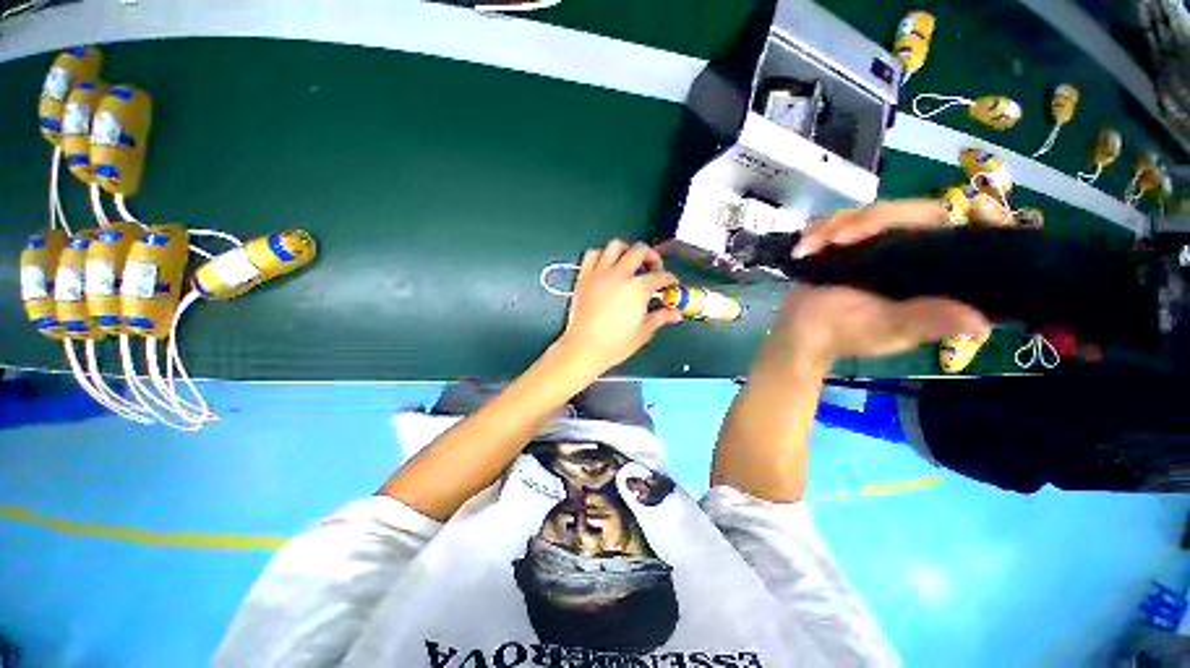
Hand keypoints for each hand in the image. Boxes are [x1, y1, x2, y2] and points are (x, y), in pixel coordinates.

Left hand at [557, 240, 680, 373]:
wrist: (583, 348)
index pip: (660, 276)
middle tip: (654, 268)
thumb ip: (660, 318)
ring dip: (626, 250)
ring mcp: (600, 273)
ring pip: (615, 246)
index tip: (671, 285)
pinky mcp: (584, 277)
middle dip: (652, 256)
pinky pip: (592, 254)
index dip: (670, 280)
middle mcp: (620, 274)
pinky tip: (606, 265)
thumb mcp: (643, 332)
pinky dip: (601, 254)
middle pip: (639, 250)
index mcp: (638, 288)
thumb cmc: (615, 344)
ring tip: (630, 261)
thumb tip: (675, 314)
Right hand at [767, 200, 989, 374]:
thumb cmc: (842, 335)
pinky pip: (835, 223)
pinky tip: (803, 248)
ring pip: (866, 214)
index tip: (951, 212)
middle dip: (871, 220)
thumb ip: (923, 321)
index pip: (952, 233)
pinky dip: (817, 231)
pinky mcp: (842, 245)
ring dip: (834, 226)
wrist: (799, 334)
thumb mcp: (885, 331)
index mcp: (928, 273)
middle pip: (906, 213)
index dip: (961, 217)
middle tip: (838, 238)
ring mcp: (872, 246)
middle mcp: (907, 253)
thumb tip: (979, 321)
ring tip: (809, 247)